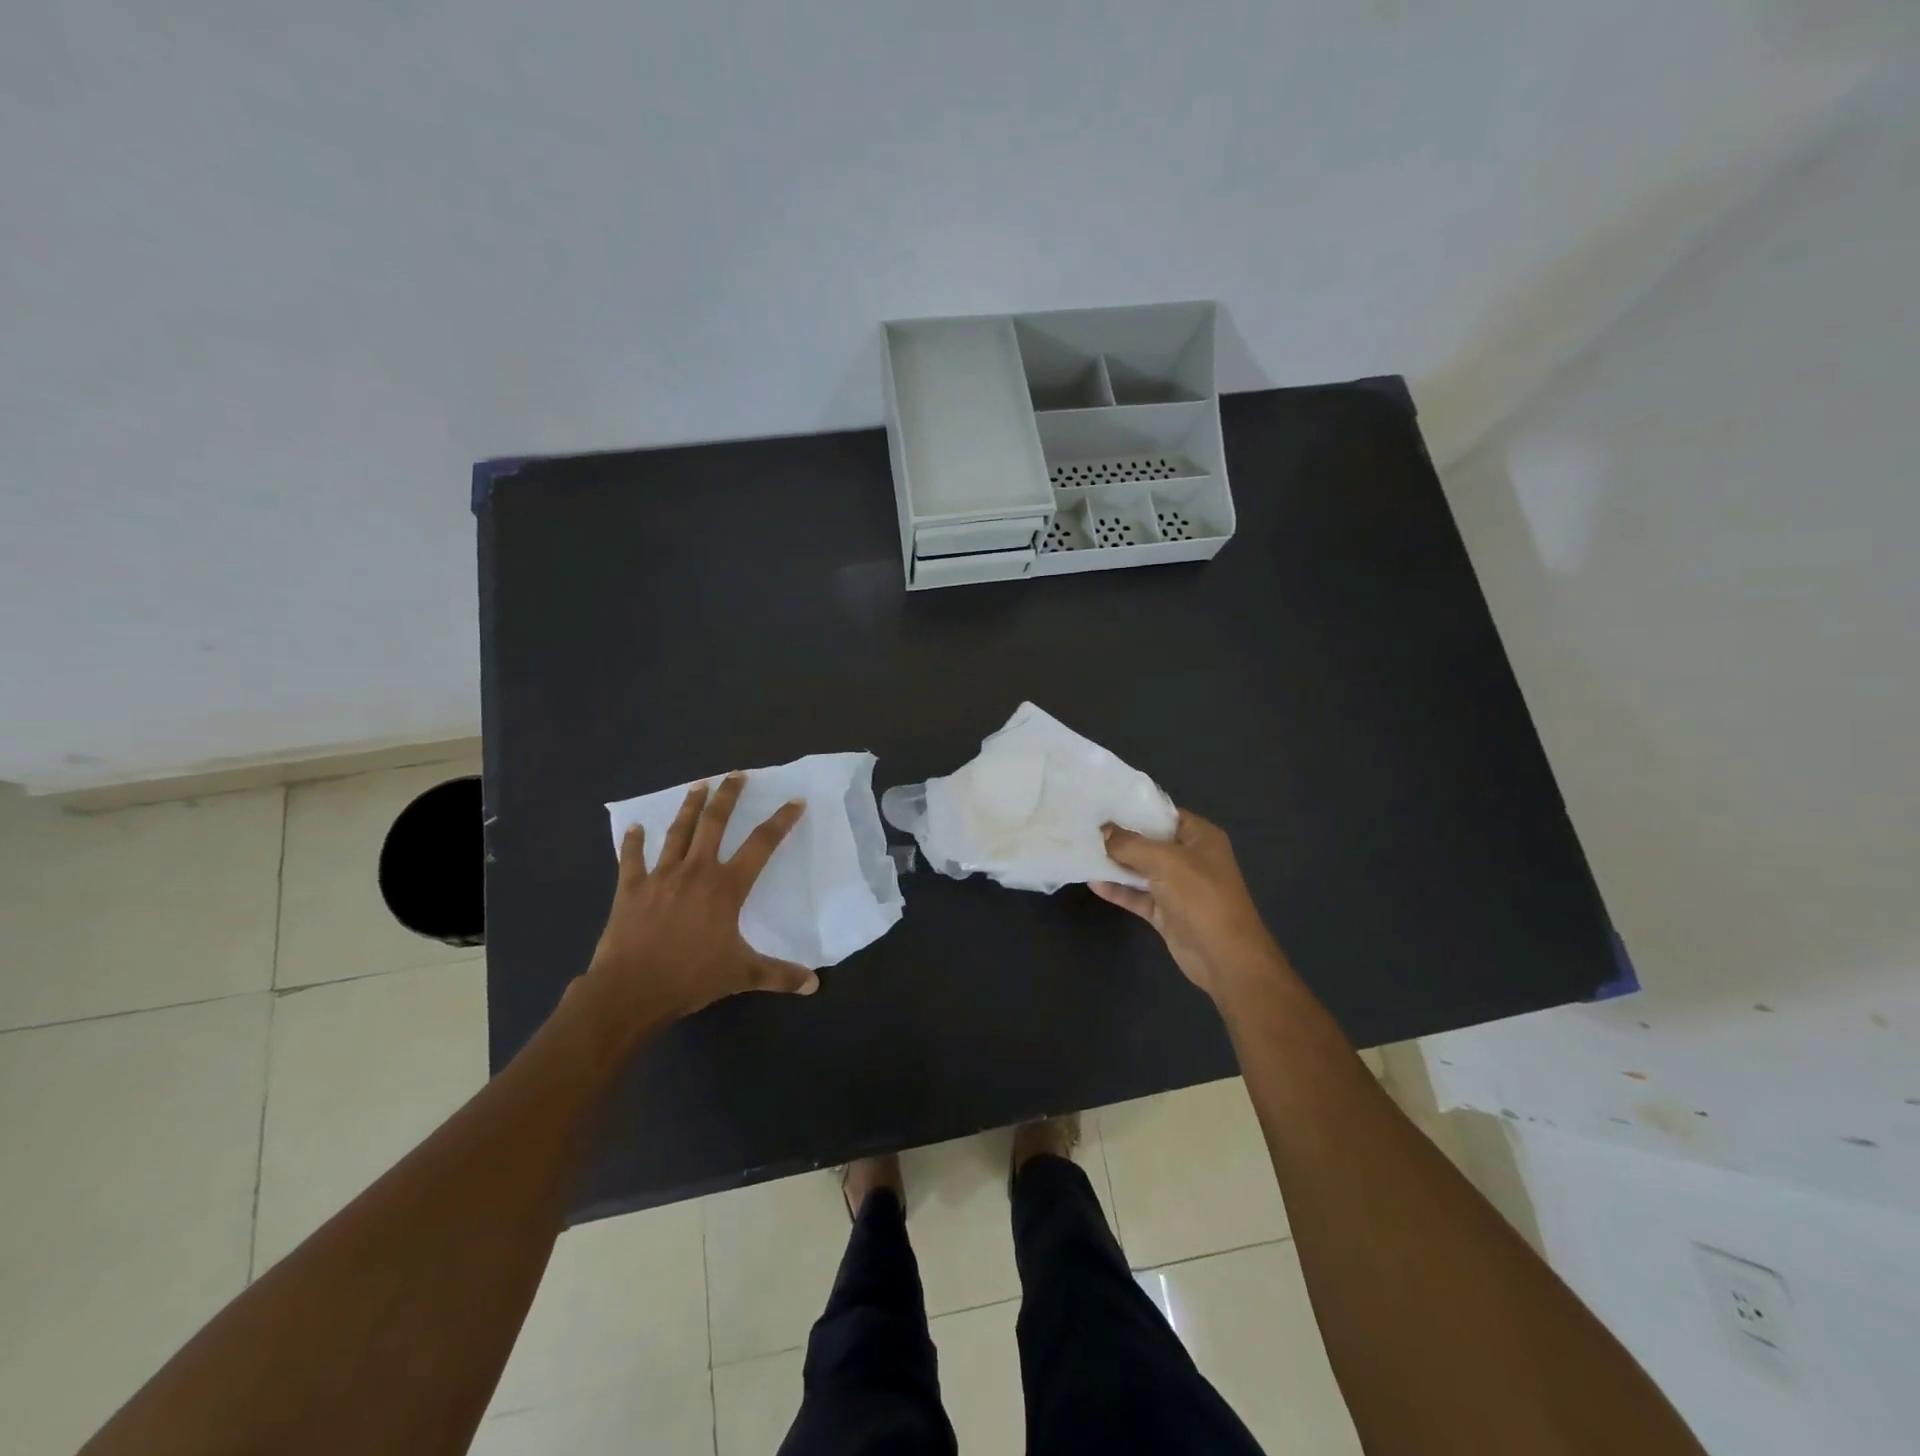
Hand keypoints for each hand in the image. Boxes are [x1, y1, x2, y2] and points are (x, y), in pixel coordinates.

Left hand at [582, 773, 817, 1028]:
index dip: (780, 821)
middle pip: (715, 823)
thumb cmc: (691, 978)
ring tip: (699, 785)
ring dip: (689, 807)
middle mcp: (696, 871)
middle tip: (736, 774)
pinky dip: (633, 842)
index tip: (794, 802)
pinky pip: (632, 859)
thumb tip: (814, 984)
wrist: (631, 990)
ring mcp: (661, 876)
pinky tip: (634, 827)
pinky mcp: (632, 888)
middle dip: (728, 796)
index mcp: (726, 887)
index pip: (761, 845)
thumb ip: (779, 975)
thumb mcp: (742, 975)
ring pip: (678, 832)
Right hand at [1092, 810, 1286, 1000]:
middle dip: (1119, 837)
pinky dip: (1118, 890)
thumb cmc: (1201, 897)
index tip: (1101, 805)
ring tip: (1082, 851)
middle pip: (1149, 842)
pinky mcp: (1166, 911)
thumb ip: (1130, 844)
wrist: (1224, 957)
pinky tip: (1092, 883)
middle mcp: (1189, 858)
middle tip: (1084, 827)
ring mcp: (1177, 886)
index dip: (1133, 809)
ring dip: (1114, 864)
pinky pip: (1137, 895)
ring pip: (1140, 869)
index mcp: (1199, 837)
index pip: (1163, 814)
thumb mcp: (1165, 861)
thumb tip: (1103, 830)